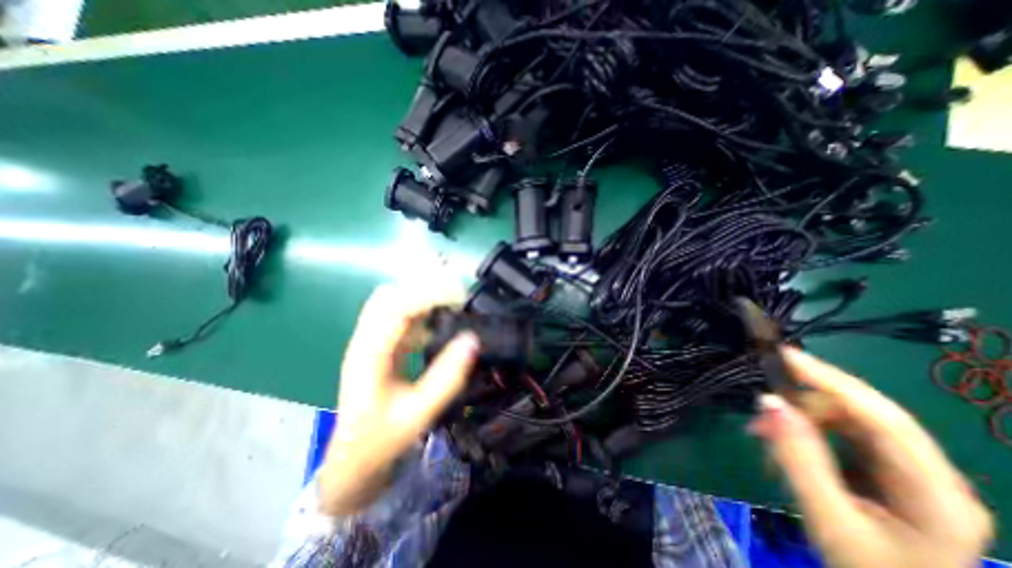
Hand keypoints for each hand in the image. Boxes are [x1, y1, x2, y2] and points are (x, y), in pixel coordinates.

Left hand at [318, 282, 479, 515]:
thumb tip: (472, 339)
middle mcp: (365, 340)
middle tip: (458, 298)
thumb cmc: (382, 439)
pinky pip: (398, 316)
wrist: (352, 459)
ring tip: (452, 305)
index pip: (397, 307)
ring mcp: (369, 341)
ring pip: (393, 302)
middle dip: (425, 289)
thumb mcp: (419, 413)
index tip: (460, 296)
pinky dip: (419, 311)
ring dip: (422, 297)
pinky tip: (438, 322)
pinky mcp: (377, 345)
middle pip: (390, 296)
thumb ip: (447, 378)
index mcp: (370, 355)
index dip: (429, 294)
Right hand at [749, 346, 992, 567]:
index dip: (831, 380)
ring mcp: (911, 471)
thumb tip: (769, 402)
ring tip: (762, 432)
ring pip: (848, 420)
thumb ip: (798, 457)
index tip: (785, 355)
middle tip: (760, 407)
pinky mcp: (888, 469)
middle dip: (806, 402)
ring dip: (800, 418)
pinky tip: (782, 440)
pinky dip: (805, 430)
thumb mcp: (825, 517)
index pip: (883, 418)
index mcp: (935, 493)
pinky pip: (841, 432)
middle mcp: (931, 474)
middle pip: (864, 414)